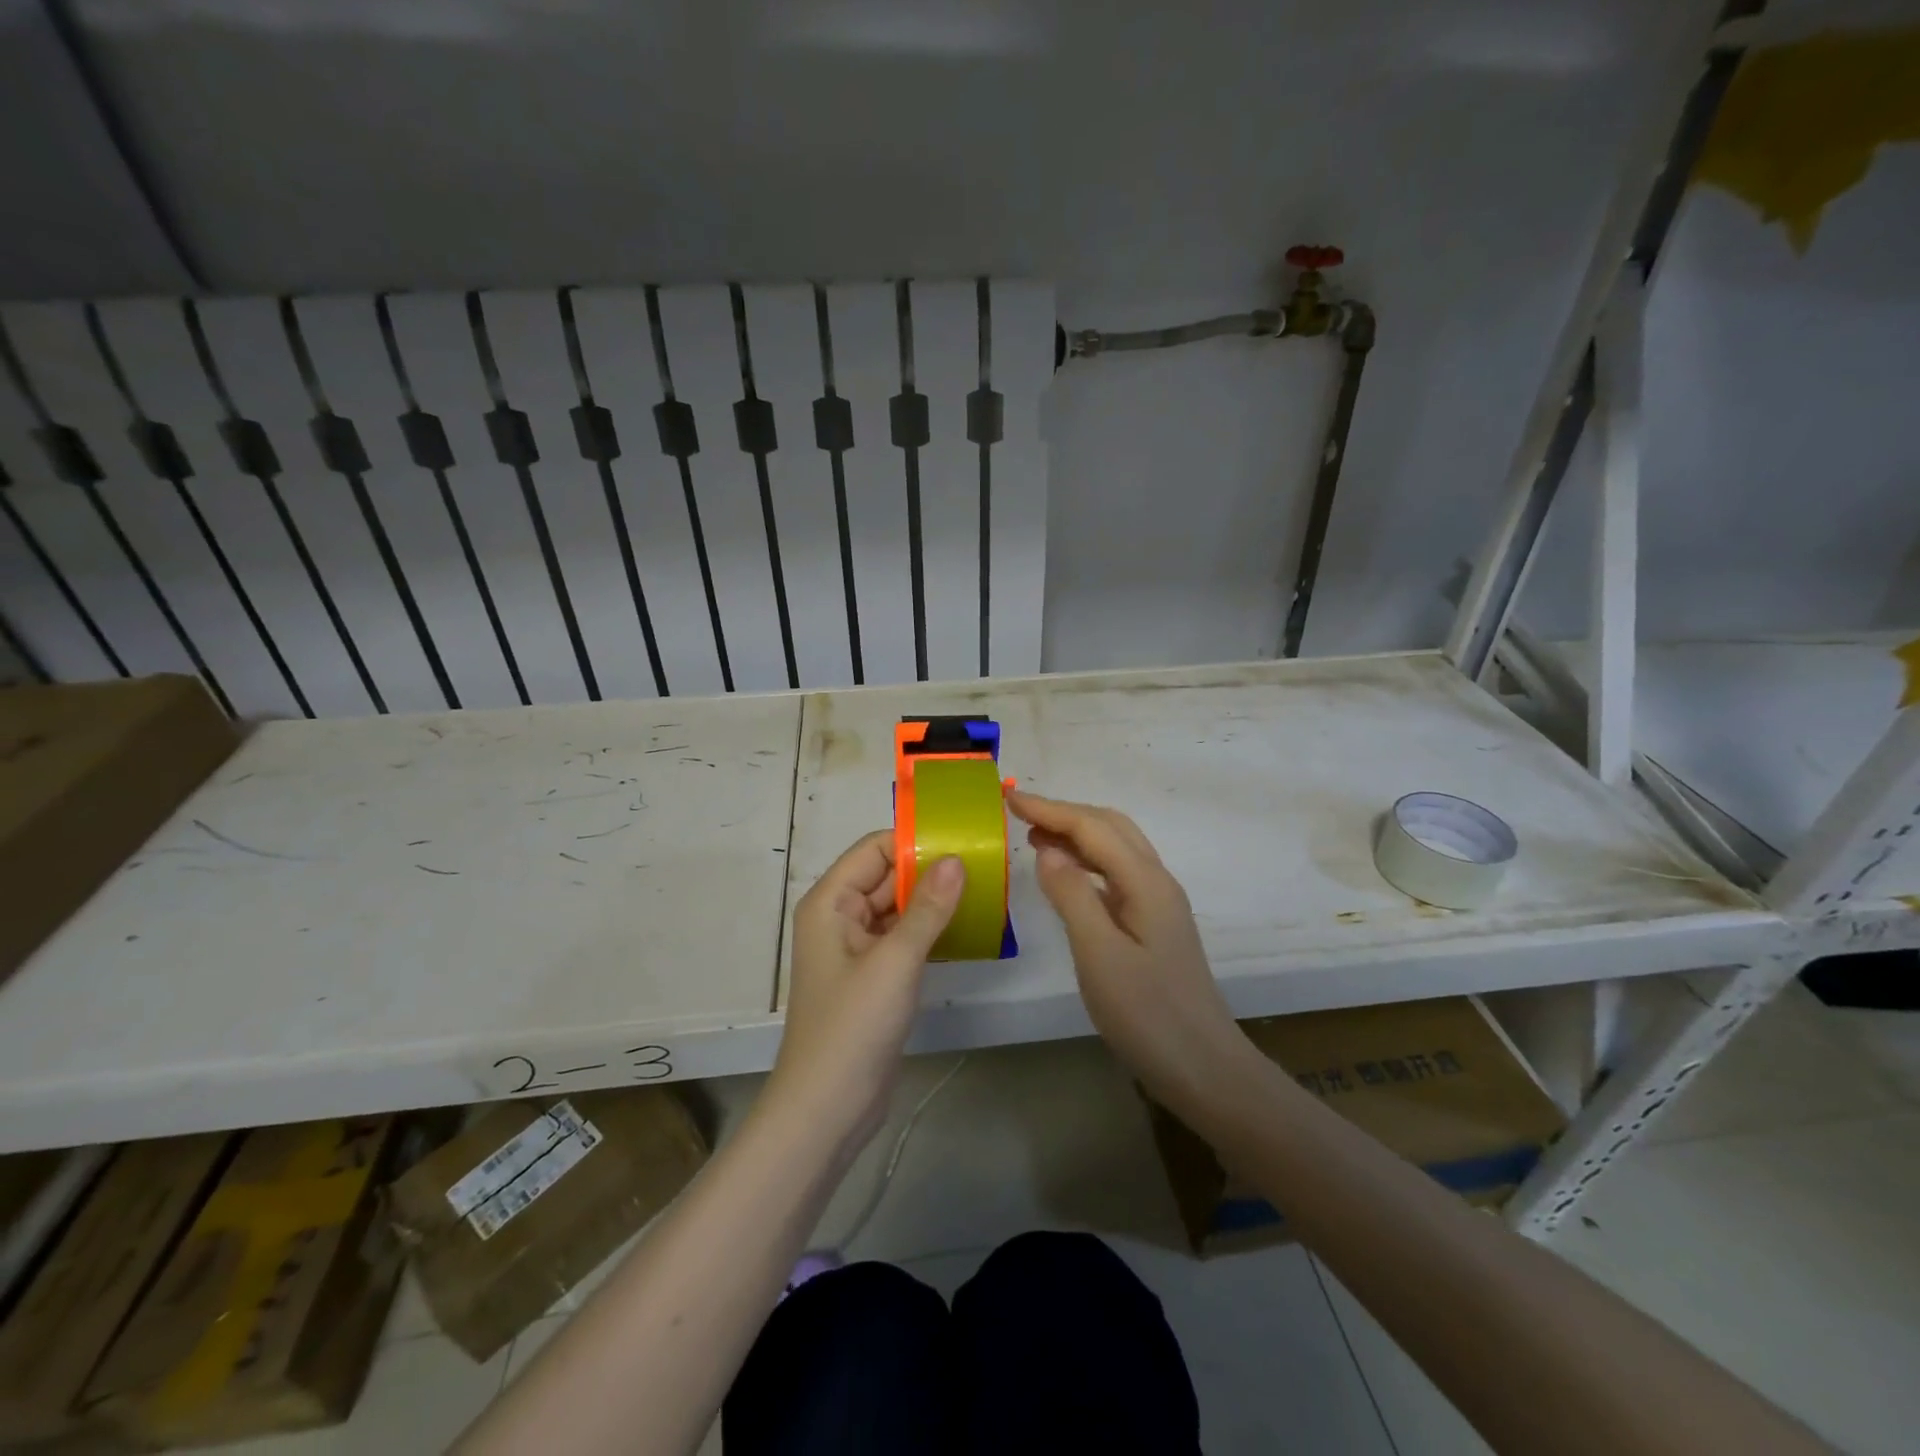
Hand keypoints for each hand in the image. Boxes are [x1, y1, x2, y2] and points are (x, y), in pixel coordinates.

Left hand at [773, 831, 964, 1148]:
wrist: (827, 1109)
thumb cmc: (853, 1026)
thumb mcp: (895, 961)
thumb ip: (928, 908)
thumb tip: (955, 859)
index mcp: (830, 902)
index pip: (874, 850)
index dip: (914, 842)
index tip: (963, 841)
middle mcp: (840, 917)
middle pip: (887, 877)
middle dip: (931, 871)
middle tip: (985, 864)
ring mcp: (857, 949)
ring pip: (899, 908)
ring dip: (934, 901)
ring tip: (985, 890)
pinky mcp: (874, 977)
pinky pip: (904, 938)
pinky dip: (931, 930)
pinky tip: (968, 927)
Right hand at [1008, 791, 1249, 1110]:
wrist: (1204, 1068)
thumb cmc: (1148, 1014)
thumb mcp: (1099, 954)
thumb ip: (1072, 895)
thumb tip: (1048, 849)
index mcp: (1145, 882)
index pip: (1092, 828)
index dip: (1049, 808)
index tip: (1008, 796)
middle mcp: (1156, 881)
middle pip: (1109, 827)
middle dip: (1064, 813)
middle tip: (1018, 814)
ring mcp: (1158, 903)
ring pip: (1115, 848)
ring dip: (1076, 834)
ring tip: (1034, 836)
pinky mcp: (1154, 924)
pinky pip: (1116, 874)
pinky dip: (1086, 862)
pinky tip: (1066, 876)